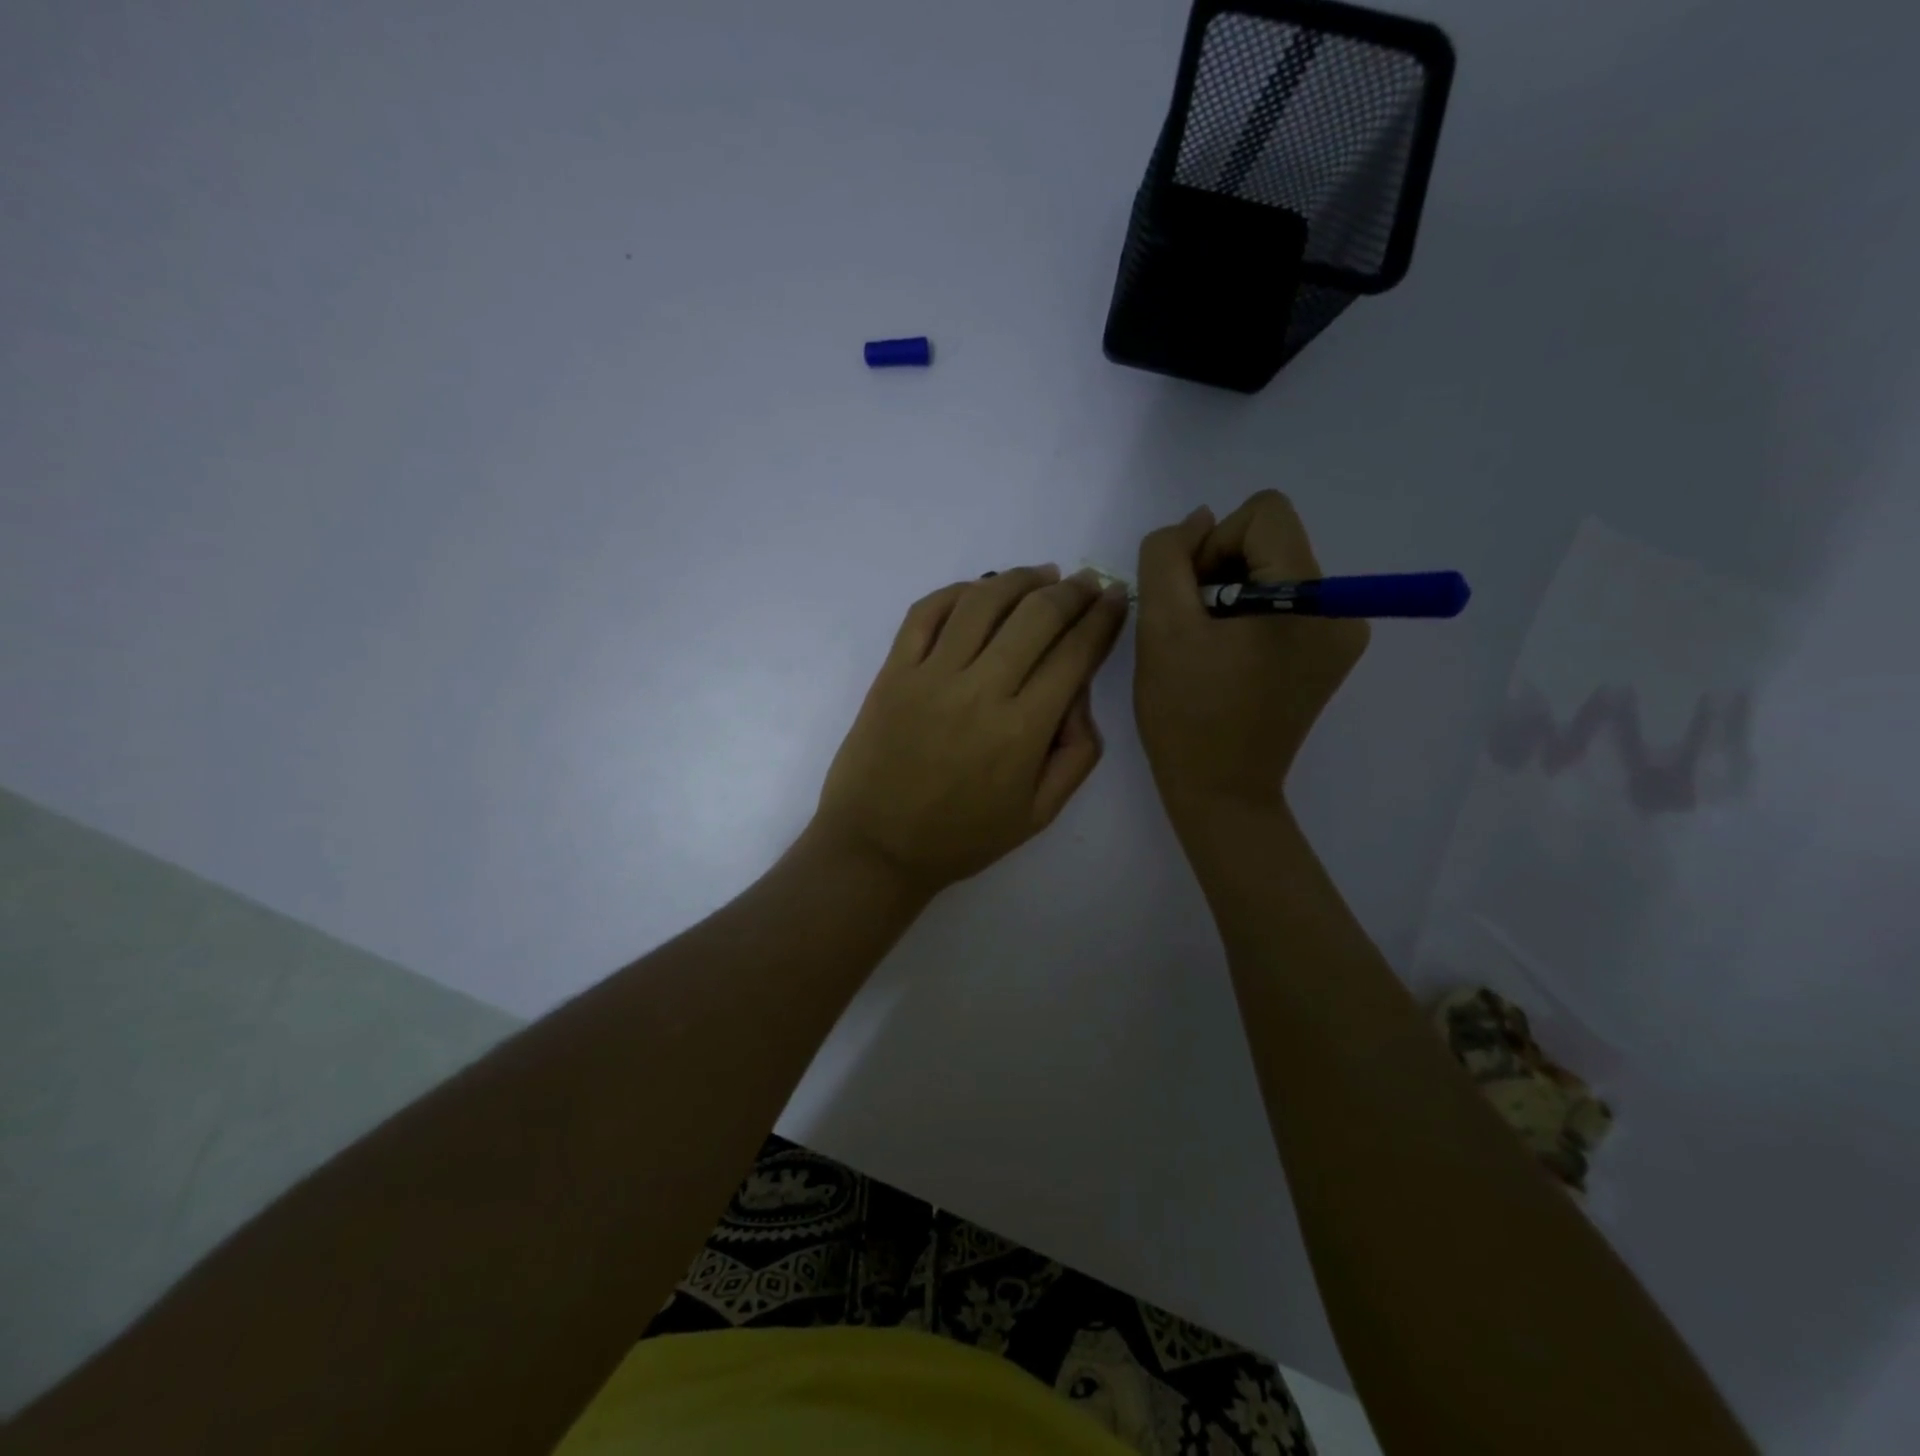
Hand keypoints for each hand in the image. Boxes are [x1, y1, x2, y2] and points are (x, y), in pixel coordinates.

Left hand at [811, 565, 1130, 894]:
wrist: (876, 847)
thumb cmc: (962, 838)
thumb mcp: (1039, 814)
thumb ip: (1077, 755)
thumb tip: (1080, 693)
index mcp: (1022, 731)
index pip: (1075, 654)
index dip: (1102, 618)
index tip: (1116, 599)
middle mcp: (980, 691)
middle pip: (1036, 617)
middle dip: (1073, 592)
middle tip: (1087, 582)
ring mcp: (930, 676)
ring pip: (983, 602)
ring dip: (1020, 579)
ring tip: (1043, 575)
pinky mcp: (893, 672)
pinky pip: (926, 613)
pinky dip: (957, 591)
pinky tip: (980, 590)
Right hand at [1134, 492, 1367, 821]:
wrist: (1220, 791)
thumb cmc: (1186, 713)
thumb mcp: (1161, 626)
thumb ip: (1168, 556)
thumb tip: (1198, 519)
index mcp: (1309, 597)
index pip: (1264, 514)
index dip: (1213, 544)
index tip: (1189, 598)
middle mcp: (1341, 608)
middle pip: (1272, 541)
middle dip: (1221, 571)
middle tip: (1192, 626)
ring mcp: (1341, 635)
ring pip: (1275, 571)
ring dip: (1231, 594)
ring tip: (1207, 646)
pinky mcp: (1329, 656)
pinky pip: (1285, 604)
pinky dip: (1249, 617)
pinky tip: (1227, 658)